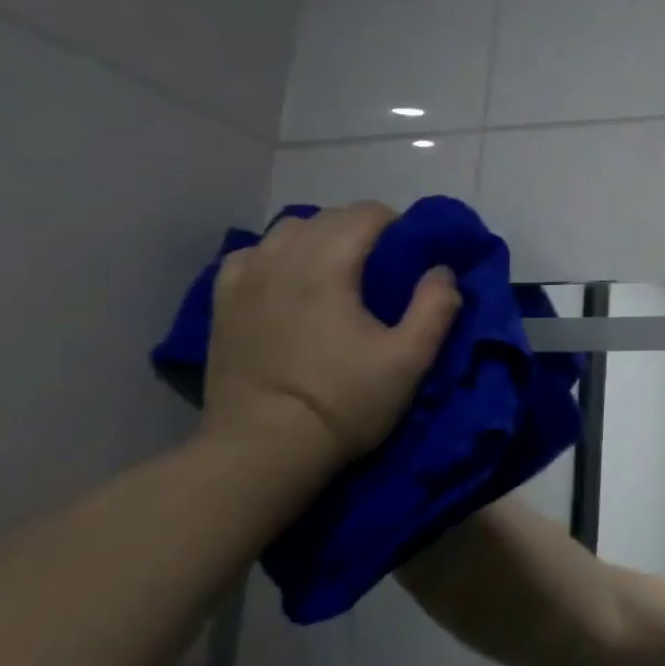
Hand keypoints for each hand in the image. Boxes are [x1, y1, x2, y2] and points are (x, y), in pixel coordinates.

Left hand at [200, 202, 461, 480]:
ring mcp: (244, 280)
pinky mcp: (222, 304)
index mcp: (328, 266)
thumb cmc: (343, 403)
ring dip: (318, 238)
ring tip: (336, 271)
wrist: (262, 452)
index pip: (366, 213)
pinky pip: (250, 256)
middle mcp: (282, 259)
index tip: (411, 258)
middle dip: (361, 229)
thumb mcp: (410, 360)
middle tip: (383, 268)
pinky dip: (275, 256)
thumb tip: (442, 270)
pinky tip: (286, 281)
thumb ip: (436, 307)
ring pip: (286, 230)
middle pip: (327, 216)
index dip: (397, 226)